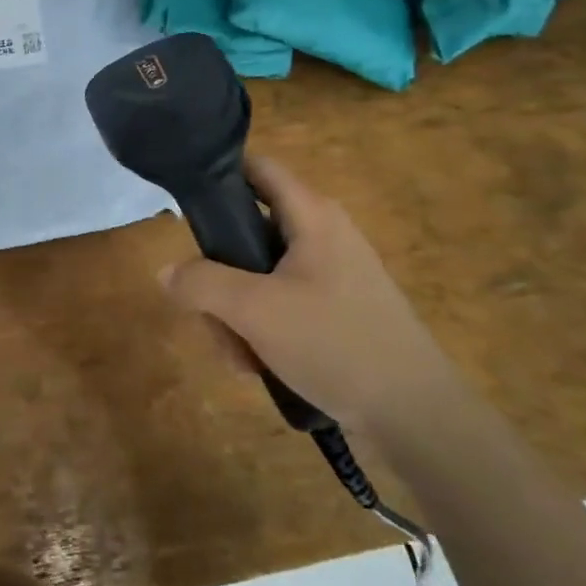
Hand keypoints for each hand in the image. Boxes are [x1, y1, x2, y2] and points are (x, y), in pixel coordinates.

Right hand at [158, 156, 457, 438]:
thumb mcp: (254, 310)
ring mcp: (332, 276)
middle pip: (247, 232)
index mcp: (311, 215)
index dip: (218, 174)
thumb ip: (201, 283)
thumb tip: (167, 272)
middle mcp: (323, 235)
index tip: (184, 204)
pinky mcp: (338, 312)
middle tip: (208, 314)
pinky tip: (259, 366)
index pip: (257, 168)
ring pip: (259, 276)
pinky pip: (282, 305)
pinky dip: (262, 329)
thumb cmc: (335, 343)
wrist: (418, 417)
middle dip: (218, 275)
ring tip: (238, 356)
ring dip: (235, 312)